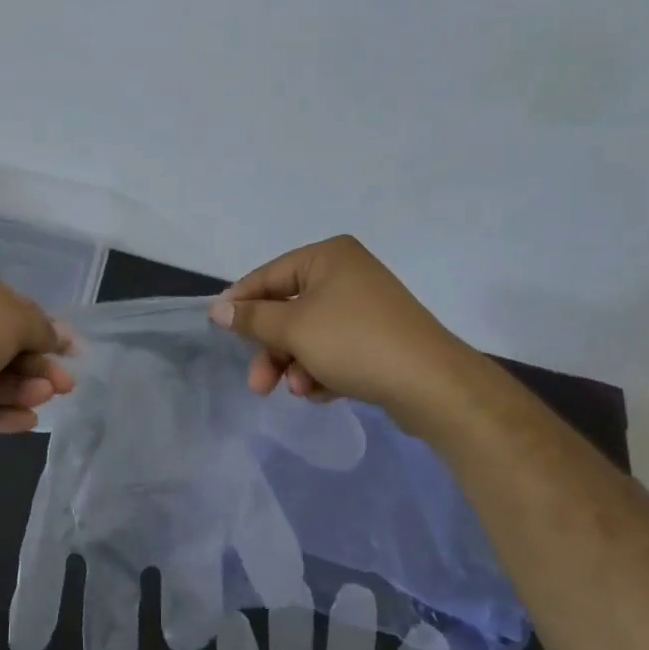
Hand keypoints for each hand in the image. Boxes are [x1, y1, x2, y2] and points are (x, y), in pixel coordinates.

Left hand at [0, 268, 74, 432]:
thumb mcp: (17, 319)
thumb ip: (42, 329)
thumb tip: (58, 337)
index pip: (17, 312)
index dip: (47, 333)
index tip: (73, 353)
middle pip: (7, 350)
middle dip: (38, 367)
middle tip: (65, 386)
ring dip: (21, 390)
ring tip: (43, 400)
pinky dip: (0, 414)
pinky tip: (28, 421)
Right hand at [209, 235, 467, 410]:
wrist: (432, 385)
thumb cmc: (354, 342)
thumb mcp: (293, 328)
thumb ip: (251, 318)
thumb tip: (217, 308)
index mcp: (328, 256)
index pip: (268, 275)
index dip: (241, 303)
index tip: (218, 329)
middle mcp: (347, 274)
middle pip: (288, 310)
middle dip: (272, 349)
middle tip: (258, 384)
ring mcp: (365, 307)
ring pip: (309, 335)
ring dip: (296, 365)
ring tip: (300, 391)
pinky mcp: (378, 339)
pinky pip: (334, 351)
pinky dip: (321, 371)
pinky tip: (322, 393)